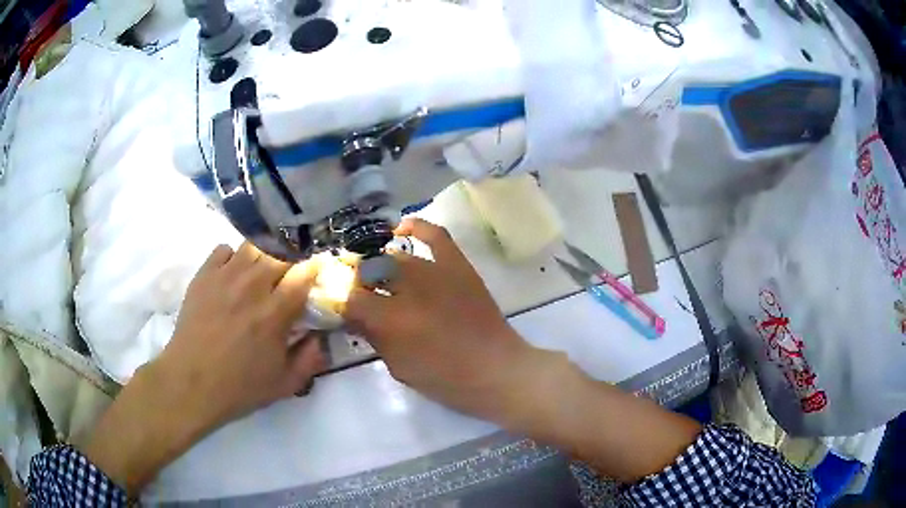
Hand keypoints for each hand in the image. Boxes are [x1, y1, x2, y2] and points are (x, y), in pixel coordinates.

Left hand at [158, 241, 325, 423]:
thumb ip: (311, 359)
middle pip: (281, 252)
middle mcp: (252, 286)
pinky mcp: (204, 275)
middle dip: (292, 259)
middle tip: (289, 275)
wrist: (191, 383)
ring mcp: (225, 276)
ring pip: (253, 245)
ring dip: (264, 255)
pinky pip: (224, 249)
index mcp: (275, 312)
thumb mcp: (285, 384)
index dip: (314, 268)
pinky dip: (233, 257)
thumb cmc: (239, 387)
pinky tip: (233, 275)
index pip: (304, 272)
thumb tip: (322, 336)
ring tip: (261, 271)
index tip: (316, 273)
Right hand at [344, 218, 562, 421]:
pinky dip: (416, 227)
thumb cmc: (446, 380)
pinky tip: (401, 230)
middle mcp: (409, 289)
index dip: (340, 301)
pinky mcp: (459, 266)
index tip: (339, 305)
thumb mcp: (399, 367)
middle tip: (356, 292)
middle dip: (356, 281)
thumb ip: (373, 337)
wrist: (497, 370)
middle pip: (368, 272)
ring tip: (375, 273)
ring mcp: (436, 273)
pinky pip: (435, 235)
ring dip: (378, 264)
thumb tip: (353, 314)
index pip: (350, 299)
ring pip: (394, 257)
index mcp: (392, 321)